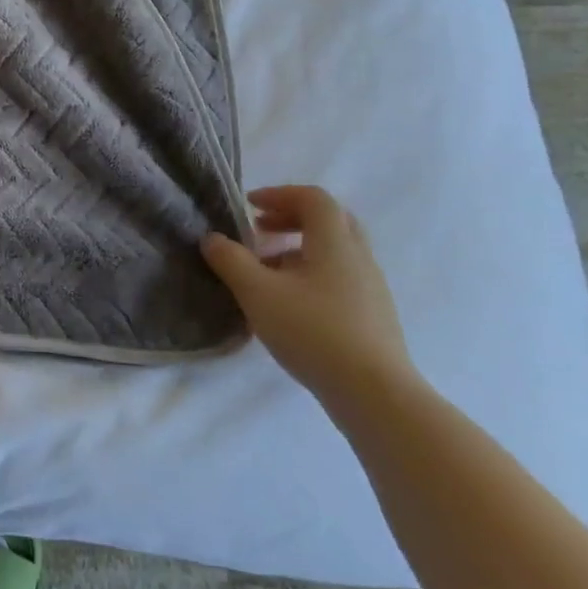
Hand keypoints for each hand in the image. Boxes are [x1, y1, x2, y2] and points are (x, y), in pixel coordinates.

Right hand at [200, 185, 414, 413]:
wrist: (375, 394)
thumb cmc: (313, 331)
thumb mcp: (257, 292)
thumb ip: (230, 260)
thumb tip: (212, 239)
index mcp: (335, 242)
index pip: (313, 198)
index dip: (279, 194)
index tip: (249, 206)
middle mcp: (359, 257)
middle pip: (329, 220)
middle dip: (291, 219)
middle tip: (259, 231)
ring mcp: (371, 288)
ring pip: (334, 252)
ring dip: (299, 249)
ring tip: (267, 271)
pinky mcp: (374, 317)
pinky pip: (340, 278)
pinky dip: (312, 275)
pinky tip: (290, 304)